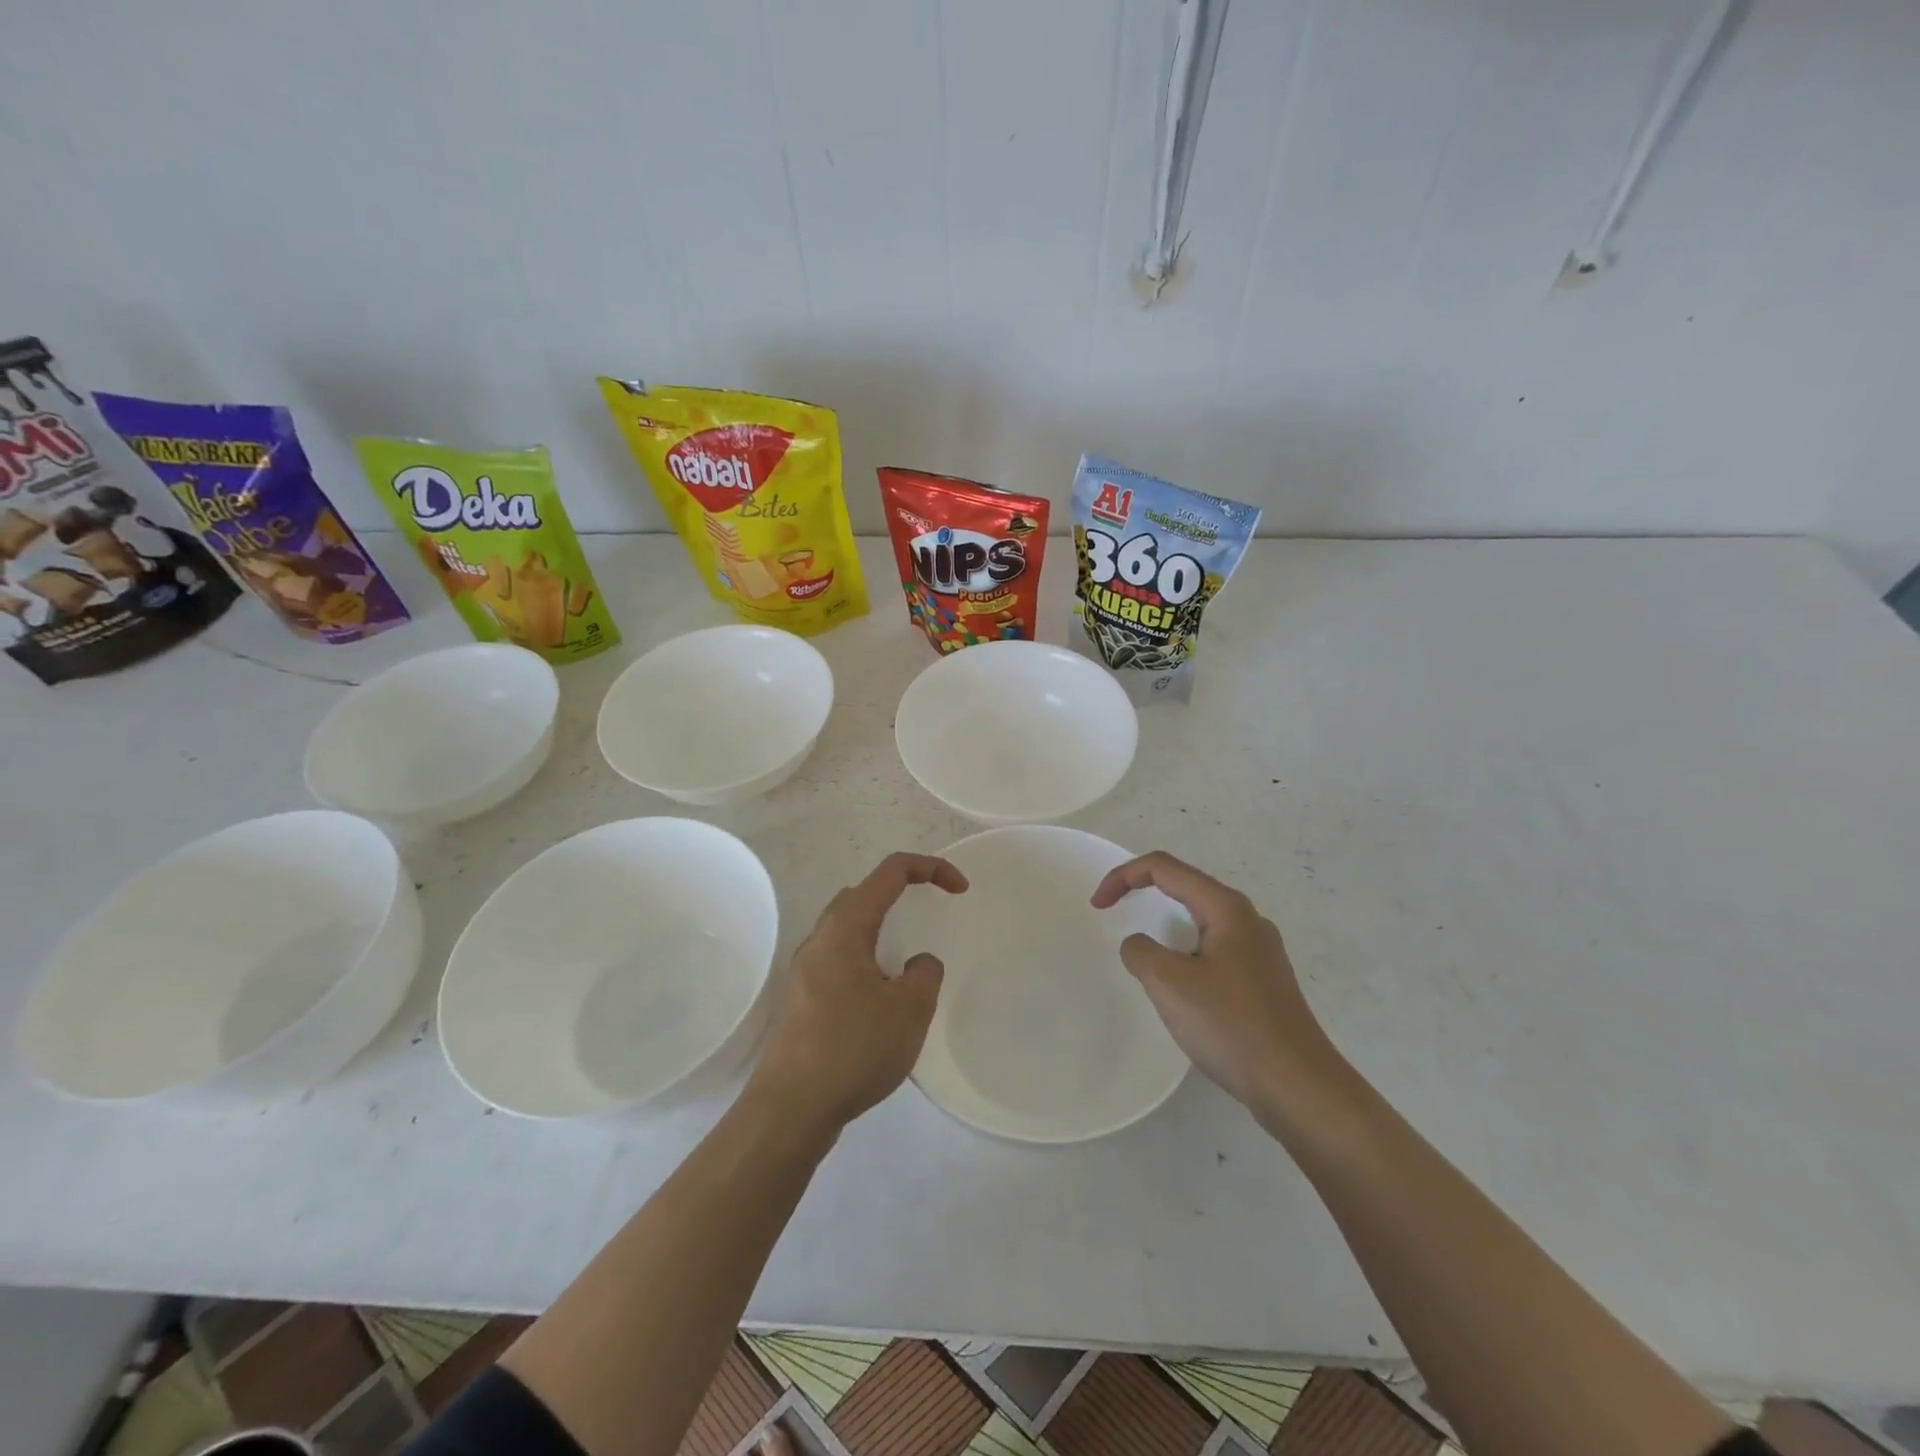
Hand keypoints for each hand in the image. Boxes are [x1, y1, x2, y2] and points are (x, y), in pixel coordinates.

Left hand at [748, 852, 967, 1135]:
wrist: (790, 1108)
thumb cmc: (853, 1048)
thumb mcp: (909, 1010)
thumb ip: (925, 974)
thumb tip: (917, 963)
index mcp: (846, 927)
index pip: (891, 872)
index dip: (931, 869)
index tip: (961, 890)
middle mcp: (820, 939)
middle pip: (863, 894)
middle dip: (900, 893)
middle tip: (929, 914)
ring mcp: (805, 970)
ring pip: (848, 930)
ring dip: (881, 931)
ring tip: (907, 963)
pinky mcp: (800, 1000)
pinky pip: (839, 962)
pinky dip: (866, 961)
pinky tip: (880, 1001)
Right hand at [1090, 851, 1353, 1132]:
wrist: (1300, 1087)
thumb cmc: (1232, 1027)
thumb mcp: (1170, 984)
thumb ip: (1140, 952)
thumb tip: (1139, 945)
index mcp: (1226, 908)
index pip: (1164, 868)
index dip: (1123, 876)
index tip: (1097, 905)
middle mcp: (1247, 920)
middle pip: (1185, 886)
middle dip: (1143, 893)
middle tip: (1112, 914)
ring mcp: (1260, 951)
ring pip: (1200, 920)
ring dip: (1164, 926)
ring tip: (1145, 956)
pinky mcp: (1263, 981)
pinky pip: (1213, 950)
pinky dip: (1184, 953)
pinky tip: (1182, 989)